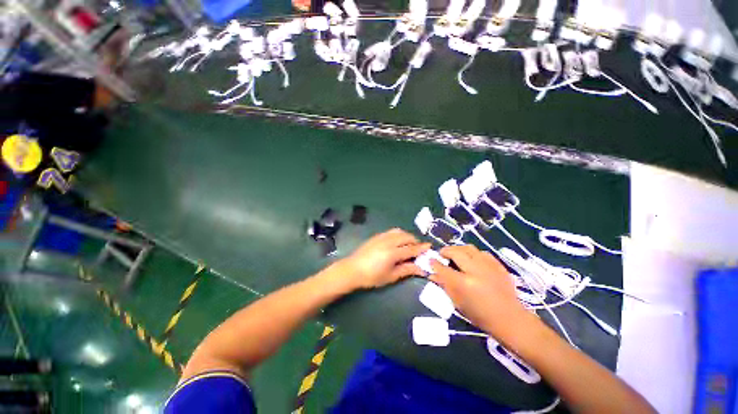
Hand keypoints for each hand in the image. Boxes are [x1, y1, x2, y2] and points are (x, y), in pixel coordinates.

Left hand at [339, 228, 430, 289]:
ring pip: (399, 231)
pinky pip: (391, 231)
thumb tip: (421, 269)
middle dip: (415, 241)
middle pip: (406, 237)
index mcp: (393, 253)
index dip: (421, 248)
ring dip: (407, 236)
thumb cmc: (372, 277)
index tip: (430, 246)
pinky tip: (397, 242)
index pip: (411, 248)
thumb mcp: (391, 276)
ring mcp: (381, 237)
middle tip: (418, 249)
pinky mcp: (376, 236)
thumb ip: (407, 270)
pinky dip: (399, 234)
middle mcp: (388, 241)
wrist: (352, 269)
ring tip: (408, 244)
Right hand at [430, 245, 538, 340]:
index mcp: (464, 284)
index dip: (434, 263)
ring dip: (458, 249)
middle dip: (445, 251)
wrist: (510, 319)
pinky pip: (482, 252)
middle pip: (456, 252)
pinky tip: (471, 259)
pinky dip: (473, 253)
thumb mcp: (458, 303)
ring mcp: (489, 266)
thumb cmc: (480, 315)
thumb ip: (445, 285)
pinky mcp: (498, 265)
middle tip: (442, 255)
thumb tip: (433, 274)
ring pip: (469, 248)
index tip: (430, 260)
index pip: (443, 269)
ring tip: (455, 254)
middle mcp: (476, 271)